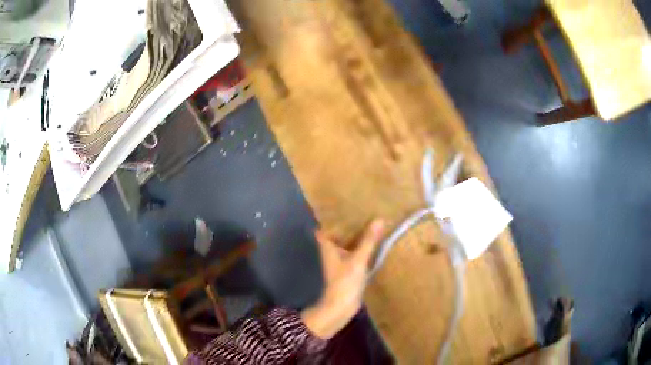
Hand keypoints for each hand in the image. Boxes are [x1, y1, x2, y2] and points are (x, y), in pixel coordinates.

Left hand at [301, 219, 384, 339]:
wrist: (342, 306)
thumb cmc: (345, 281)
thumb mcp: (358, 259)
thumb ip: (368, 240)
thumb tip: (379, 219)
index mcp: (328, 245)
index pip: (325, 225)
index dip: (332, 216)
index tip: (344, 204)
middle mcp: (332, 250)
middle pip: (339, 232)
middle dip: (349, 223)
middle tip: (363, 208)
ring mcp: (340, 259)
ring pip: (348, 242)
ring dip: (357, 233)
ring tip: (371, 219)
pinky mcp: (348, 267)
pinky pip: (355, 251)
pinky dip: (362, 245)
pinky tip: (374, 239)